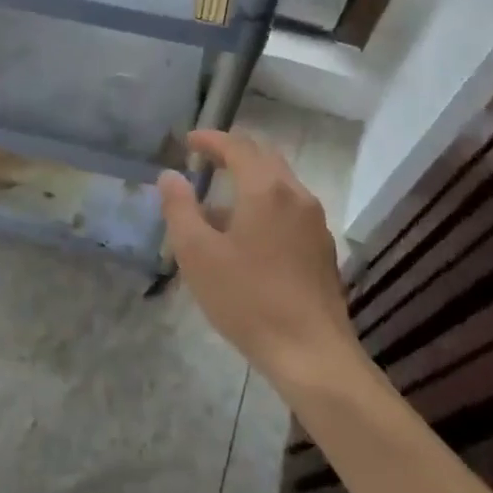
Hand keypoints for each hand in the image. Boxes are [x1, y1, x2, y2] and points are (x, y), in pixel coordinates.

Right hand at [159, 130, 355, 391]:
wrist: (312, 353)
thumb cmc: (248, 300)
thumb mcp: (198, 255)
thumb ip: (180, 209)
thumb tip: (170, 176)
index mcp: (266, 189)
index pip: (237, 146)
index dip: (211, 139)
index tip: (188, 141)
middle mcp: (296, 195)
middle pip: (264, 157)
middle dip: (233, 152)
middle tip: (205, 159)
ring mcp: (315, 221)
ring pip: (280, 182)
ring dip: (250, 178)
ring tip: (220, 200)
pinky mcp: (322, 247)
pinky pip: (290, 207)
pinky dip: (266, 201)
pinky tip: (248, 233)